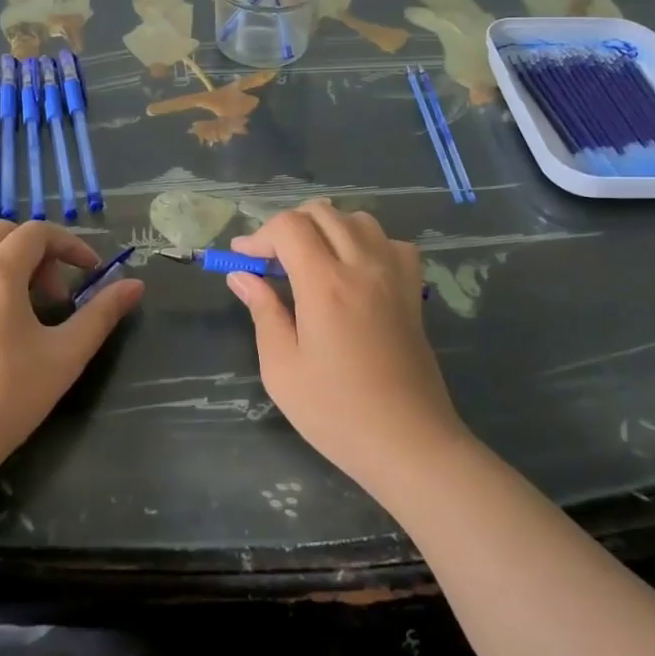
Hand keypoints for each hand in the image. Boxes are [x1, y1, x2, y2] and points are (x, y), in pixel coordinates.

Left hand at [0, 221, 142, 489]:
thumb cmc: (5, 400)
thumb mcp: (65, 357)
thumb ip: (102, 314)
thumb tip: (136, 284)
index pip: (38, 233)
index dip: (69, 245)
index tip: (90, 272)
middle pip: (2, 233)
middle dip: (35, 253)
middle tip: (52, 297)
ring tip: (8, 288)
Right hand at [227, 201, 467, 496]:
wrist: (409, 443)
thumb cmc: (336, 412)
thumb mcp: (282, 368)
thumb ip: (263, 312)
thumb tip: (241, 275)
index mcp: (325, 284)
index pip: (289, 226)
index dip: (260, 235)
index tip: (243, 258)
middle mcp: (362, 266)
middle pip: (322, 212)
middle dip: (289, 227)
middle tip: (272, 262)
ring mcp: (393, 276)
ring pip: (358, 219)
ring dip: (327, 228)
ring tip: (311, 262)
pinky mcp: (412, 291)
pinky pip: (391, 243)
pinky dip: (367, 243)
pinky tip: (355, 270)